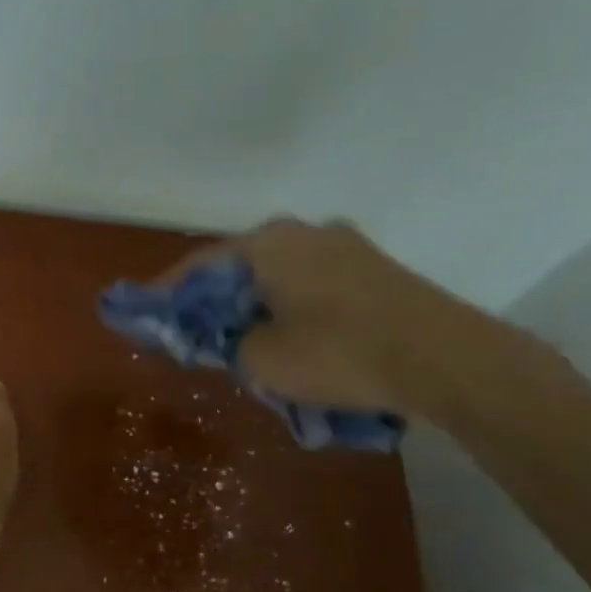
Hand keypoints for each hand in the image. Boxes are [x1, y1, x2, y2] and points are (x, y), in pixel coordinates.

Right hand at [160, 218, 483, 416]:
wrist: (445, 360)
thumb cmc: (338, 354)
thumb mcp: (260, 360)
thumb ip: (224, 344)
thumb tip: (223, 337)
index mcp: (267, 244)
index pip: (197, 266)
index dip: (166, 295)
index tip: (145, 316)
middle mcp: (303, 231)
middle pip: (238, 267)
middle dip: (213, 301)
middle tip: (195, 333)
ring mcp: (344, 245)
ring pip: (276, 274)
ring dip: (253, 304)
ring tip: (241, 339)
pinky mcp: (373, 268)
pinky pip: (310, 283)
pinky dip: (288, 305)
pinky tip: (288, 335)